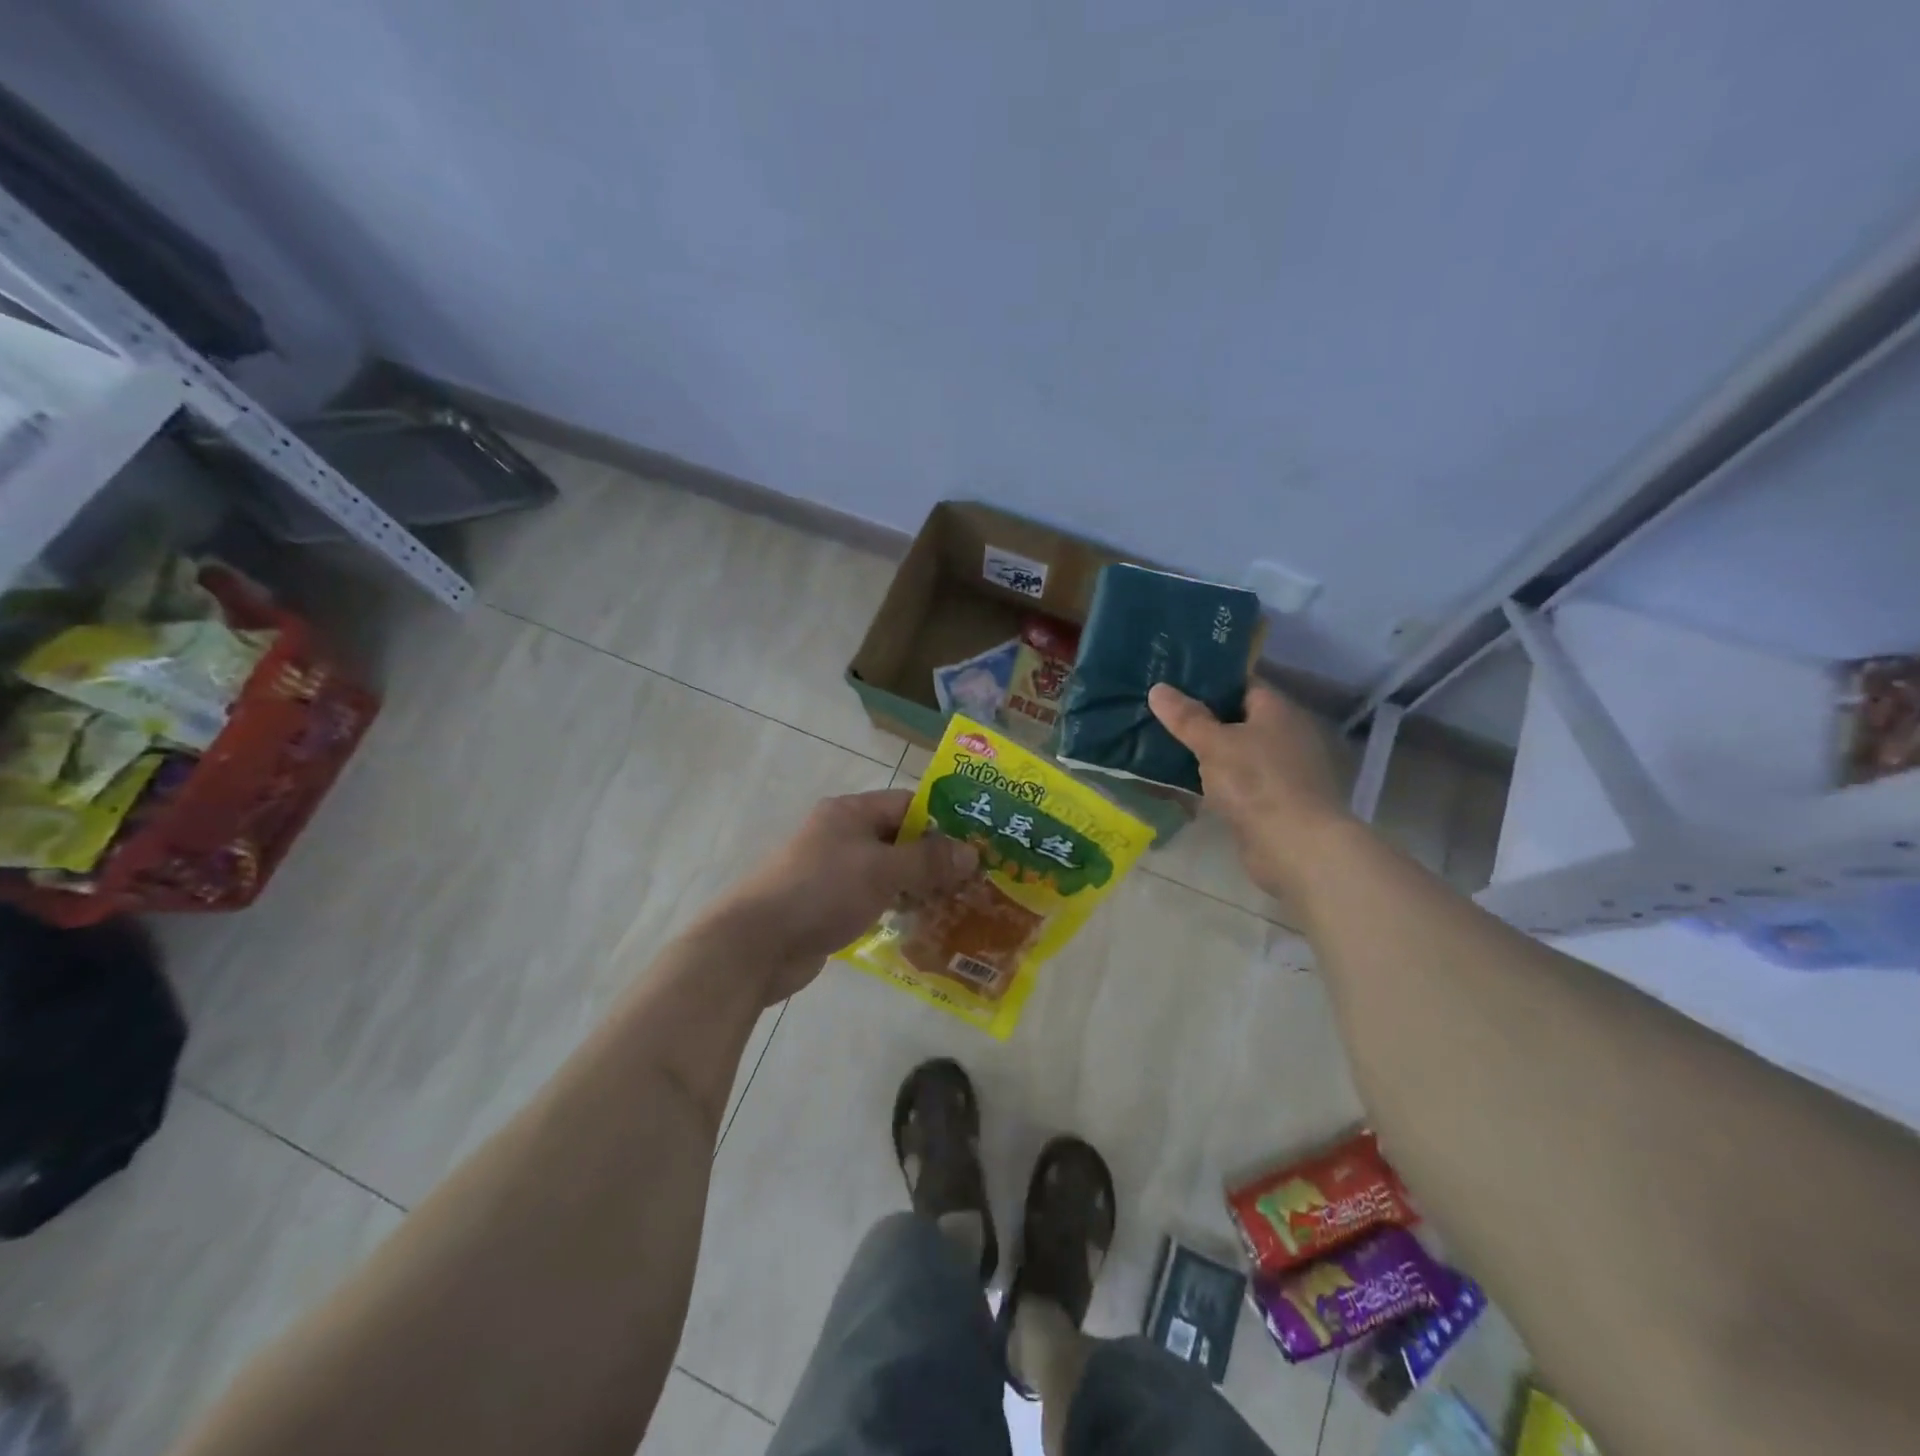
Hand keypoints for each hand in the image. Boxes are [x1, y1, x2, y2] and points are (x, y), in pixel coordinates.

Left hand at [697, 789, 978, 1004]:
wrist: (756, 944)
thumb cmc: (821, 891)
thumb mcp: (881, 870)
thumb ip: (928, 860)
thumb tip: (972, 853)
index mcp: (850, 812)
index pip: (907, 804)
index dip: (944, 820)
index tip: (978, 843)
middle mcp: (842, 835)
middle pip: (900, 838)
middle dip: (936, 858)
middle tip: (978, 880)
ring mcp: (834, 872)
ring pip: (889, 872)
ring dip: (920, 886)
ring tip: (961, 904)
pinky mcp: (830, 906)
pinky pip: (874, 899)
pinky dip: (898, 907)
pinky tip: (926, 924)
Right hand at [1149, 682, 1354, 898]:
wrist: (1295, 846)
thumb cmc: (1256, 782)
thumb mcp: (1214, 744)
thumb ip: (1186, 717)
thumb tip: (1157, 688)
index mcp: (1279, 710)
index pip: (1243, 684)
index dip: (1211, 682)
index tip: (1176, 683)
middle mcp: (1288, 735)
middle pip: (1240, 719)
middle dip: (1206, 719)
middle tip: (1164, 715)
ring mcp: (1285, 770)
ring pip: (1239, 752)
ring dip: (1211, 753)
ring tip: (1168, 746)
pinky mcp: (1277, 801)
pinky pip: (1241, 782)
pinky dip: (1219, 782)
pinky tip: (1189, 783)